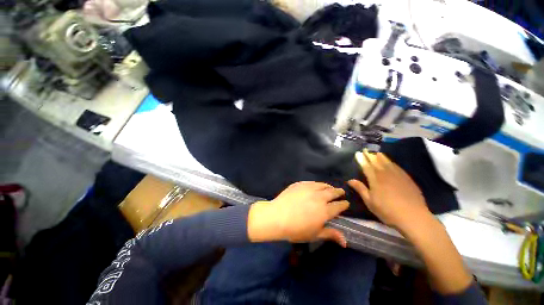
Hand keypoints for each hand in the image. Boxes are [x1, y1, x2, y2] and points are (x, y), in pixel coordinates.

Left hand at [248, 181, 349, 246]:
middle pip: (333, 192)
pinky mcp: (300, 184)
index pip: (339, 206)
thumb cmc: (296, 229)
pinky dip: (317, 184)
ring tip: (331, 188)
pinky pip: (312, 182)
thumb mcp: (314, 234)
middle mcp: (319, 197)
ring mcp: (309, 188)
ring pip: (323, 185)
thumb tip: (345, 242)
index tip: (346, 203)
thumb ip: (330, 234)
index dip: (344, 204)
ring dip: (329, 186)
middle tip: (341, 192)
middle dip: (339, 192)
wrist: (277, 216)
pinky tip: (317, 185)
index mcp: (325, 210)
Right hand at [348, 149, 431, 232]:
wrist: (413, 217)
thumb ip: (360, 189)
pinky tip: (391, 162)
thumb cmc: (387, 210)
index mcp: (375, 179)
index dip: (361, 160)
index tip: (358, 153)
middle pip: (376, 162)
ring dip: (381, 157)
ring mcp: (398, 175)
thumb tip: (350, 180)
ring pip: (387, 163)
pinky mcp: (407, 179)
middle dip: (370, 156)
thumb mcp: (370, 202)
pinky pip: (397, 167)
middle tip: (366, 150)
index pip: (366, 166)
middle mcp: (385, 174)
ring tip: (377, 153)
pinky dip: (392, 163)